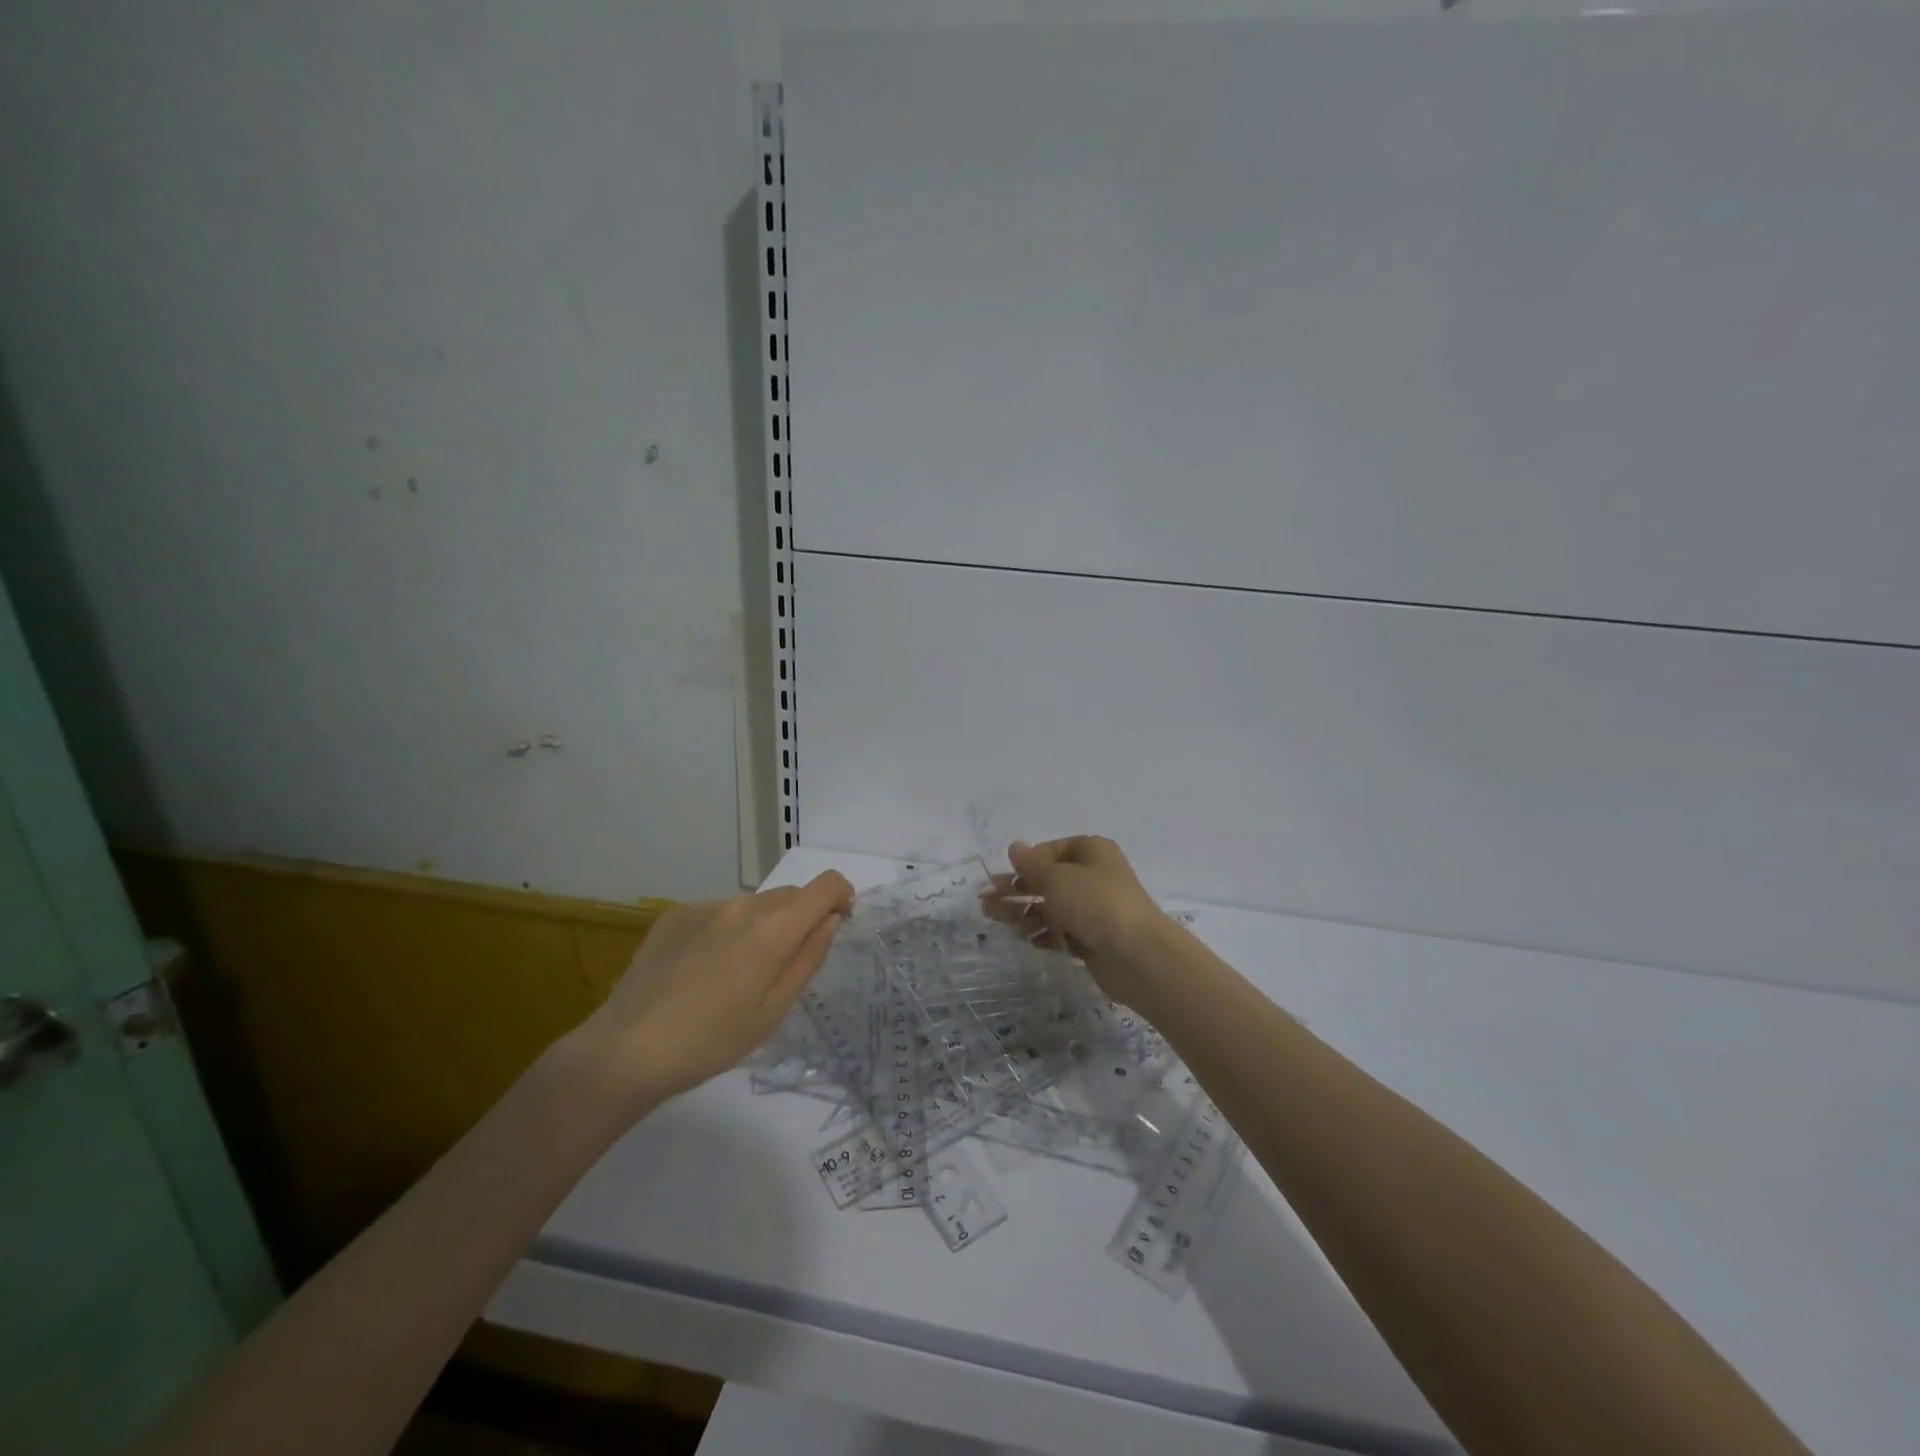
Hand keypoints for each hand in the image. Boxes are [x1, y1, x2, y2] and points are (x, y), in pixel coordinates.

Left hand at [569, 870, 853, 1110]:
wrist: (627, 1049)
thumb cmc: (712, 1040)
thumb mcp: (774, 1009)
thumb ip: (809, 957)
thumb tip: (829, 920)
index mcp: (774, 928)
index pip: (826, 884)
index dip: (840, 898)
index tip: (836, 925)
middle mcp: (742, 904)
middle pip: (789, 896)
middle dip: (799, 919)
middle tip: (781, 967)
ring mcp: (705, 906)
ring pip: (752, 905)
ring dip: (759, 927)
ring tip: (734, 975)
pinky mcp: (674, 915)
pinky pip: (717, 913)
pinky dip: (725, 931)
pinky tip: (700, 971)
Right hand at [980, 837, 1174, 1014]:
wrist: (1137, 956)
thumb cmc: (1094, 904)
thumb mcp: (1056, 878)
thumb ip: (1031, 865)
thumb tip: (1015, 847)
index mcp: (1091, 852)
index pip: (1051, 851)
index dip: (1026, 864)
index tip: (1004, 878)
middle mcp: (1095, 877)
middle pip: (1048, 880)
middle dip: (1017, 890)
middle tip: (986, 901)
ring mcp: (1095, 910)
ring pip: (1052, 908)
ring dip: (1025, 913)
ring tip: (998, 922)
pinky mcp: (1094, 939)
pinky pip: (1062, 932)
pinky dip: (1045, 934)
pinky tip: (1027, 940)